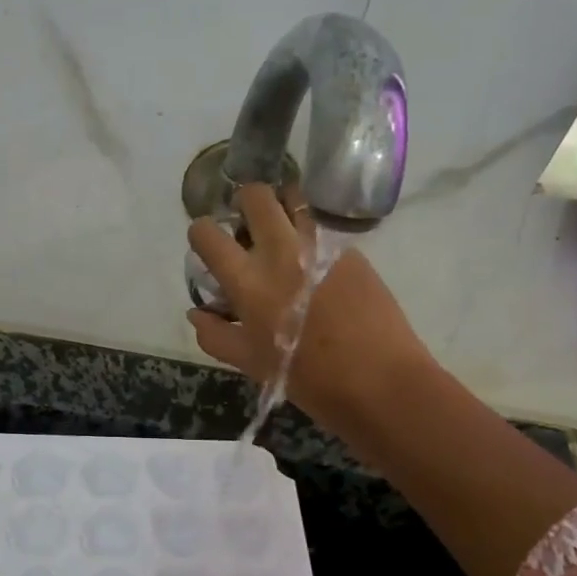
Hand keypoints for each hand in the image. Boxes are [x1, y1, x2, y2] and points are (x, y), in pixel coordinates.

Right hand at [187, 184, 427, 432]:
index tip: (208, 247)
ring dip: (281, 208)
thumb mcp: (251, 363)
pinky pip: (321, 227)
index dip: (201, 234)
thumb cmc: (308, 378)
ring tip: (282, 233)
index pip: (208, 233)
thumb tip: (197, 312)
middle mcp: (281, 251)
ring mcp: (319, 245)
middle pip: (255, 195)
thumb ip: (215, 335)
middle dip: (244, 203)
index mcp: (248, 280)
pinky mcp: (350, 250)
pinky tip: (314, 261)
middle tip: (247, 227)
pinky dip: (309, 233)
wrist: (380, 380)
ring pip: (294, 199)